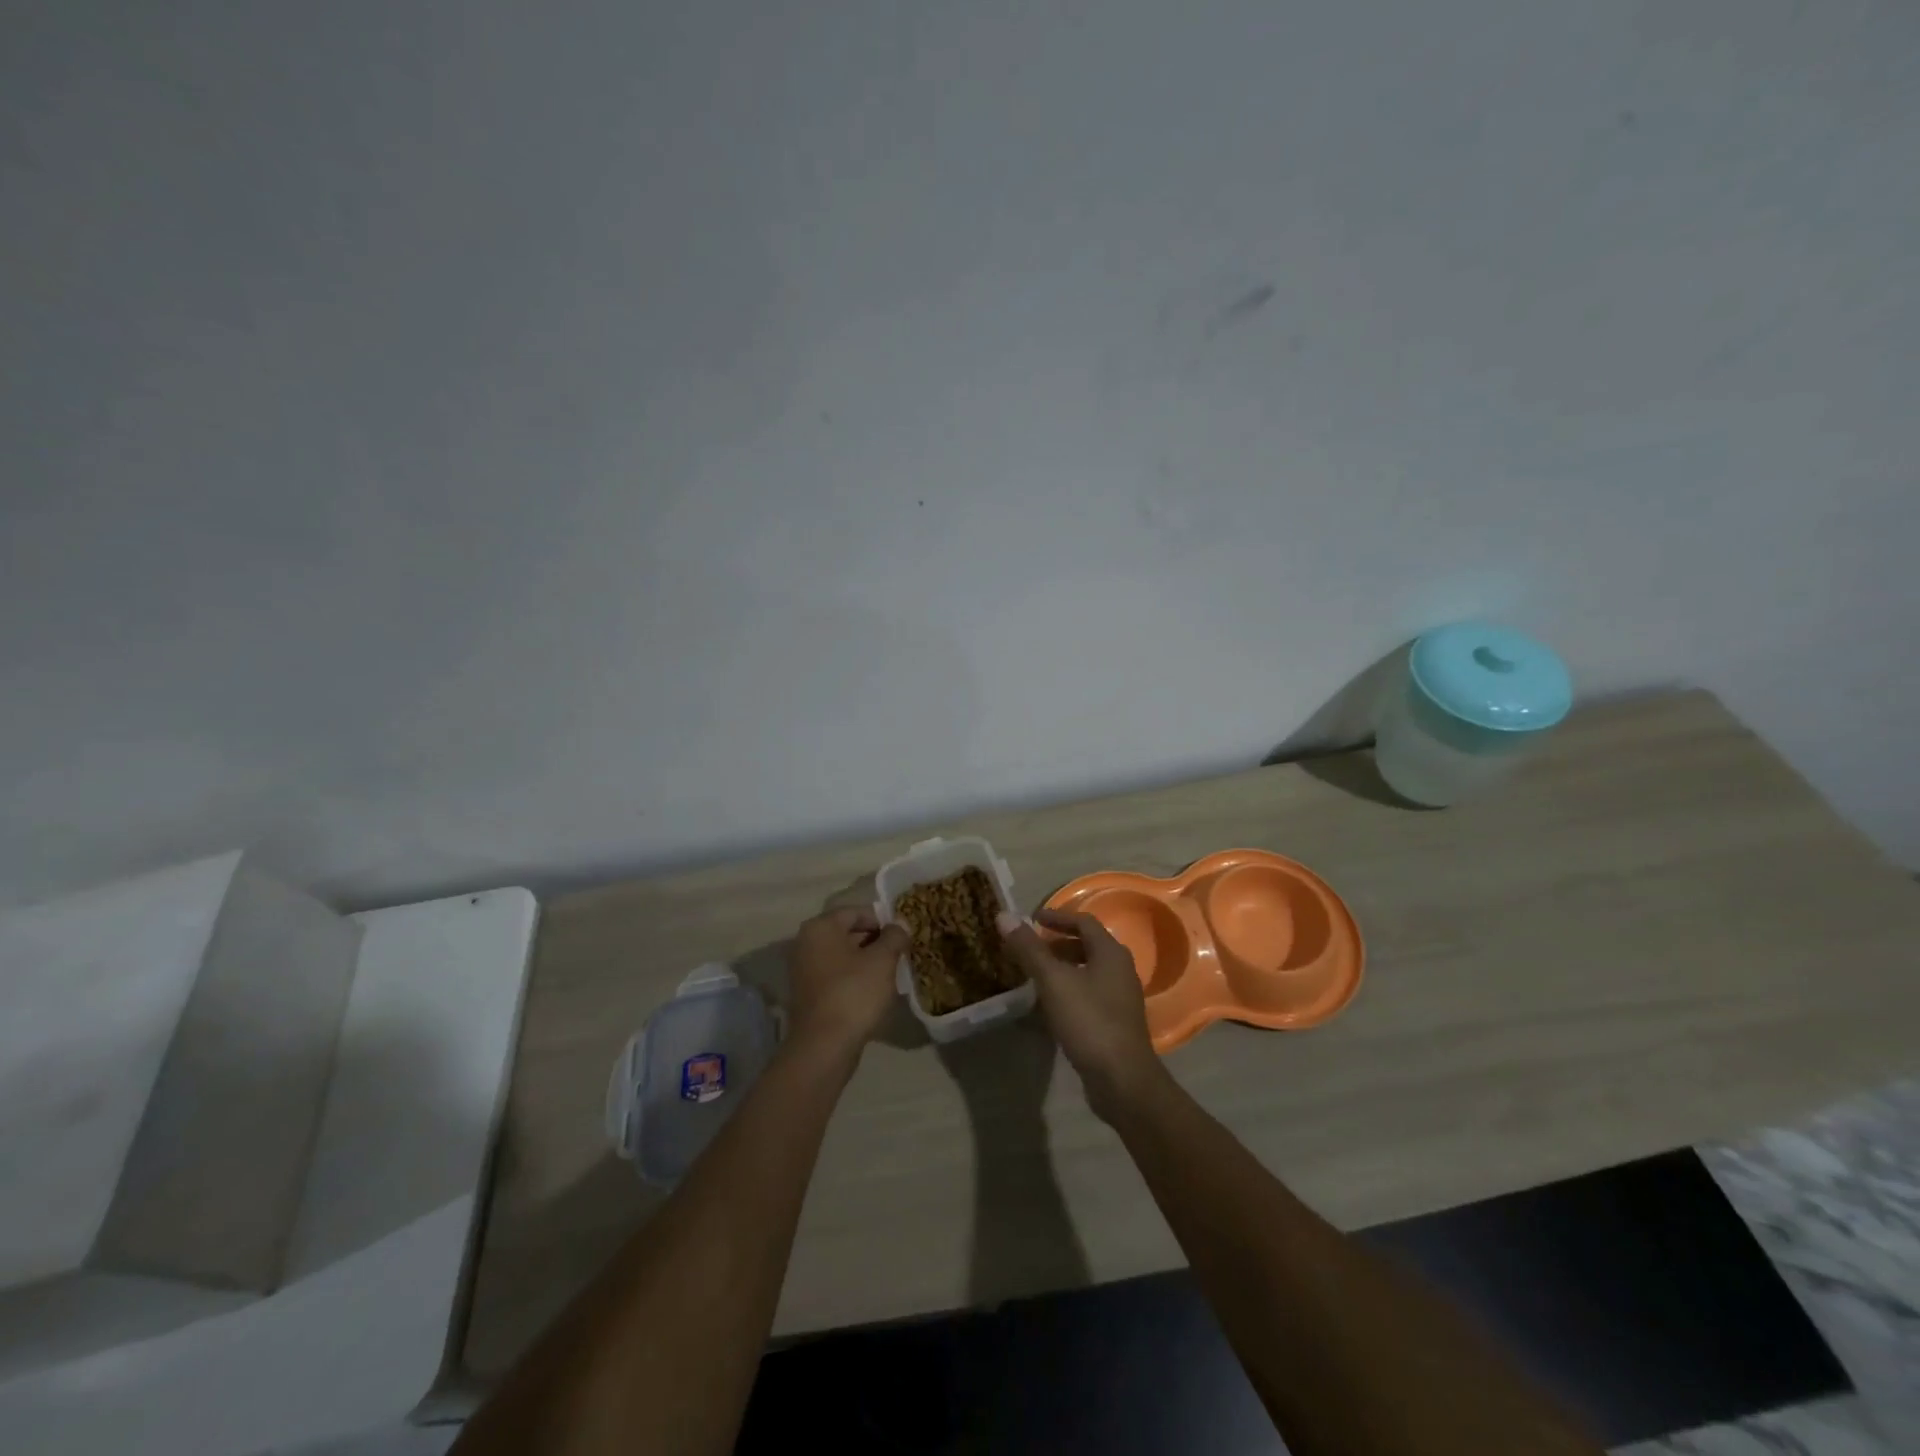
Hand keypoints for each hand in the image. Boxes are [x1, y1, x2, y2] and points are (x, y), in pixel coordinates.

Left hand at [786, 906, 910, 1061]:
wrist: (824, 1046)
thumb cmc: (854, 993)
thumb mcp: (883, 960)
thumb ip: (894, 936)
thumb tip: (900, 924)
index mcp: (820, 927)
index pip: (857, 912)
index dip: (884, 921)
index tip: (903, 936)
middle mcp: (806, 942)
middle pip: (848, 932)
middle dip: (875, 941)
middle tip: (900, 953)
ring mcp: (804, 969)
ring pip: (843, 956)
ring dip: (867, 961)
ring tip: (891, 973)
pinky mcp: (808, 993)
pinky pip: (836, 976)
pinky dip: (854, 978)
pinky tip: (874, 991)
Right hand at [996, 908, 1167, 1120]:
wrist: (1122, 1080)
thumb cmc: (1089, 1022)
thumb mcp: (1053, 981)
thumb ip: (1029, 949)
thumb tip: (1004, 915)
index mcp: (1111, 953)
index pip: (1083, 921)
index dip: (1056, 917)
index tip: (1031, 919)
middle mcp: (1120, 969)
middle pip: (1087, 945)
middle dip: (1057, 944)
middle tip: (1029, 948)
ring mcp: (1120, 997)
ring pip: (1087, 971)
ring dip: (1061, 968)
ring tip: (1034, 975)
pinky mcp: (1116, 1022)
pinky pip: (1089, 993)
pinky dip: (1068, 990)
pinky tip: (1049, 1005)